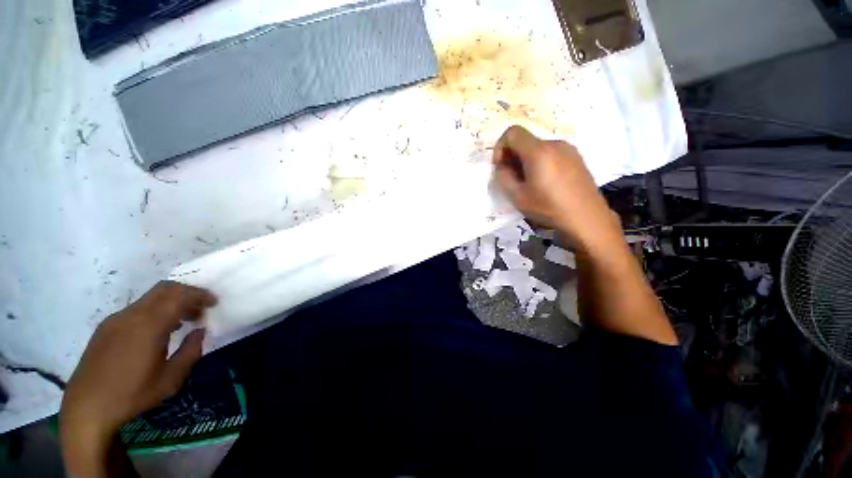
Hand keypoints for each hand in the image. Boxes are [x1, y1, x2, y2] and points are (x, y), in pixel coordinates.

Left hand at [60, 282, 216, 472]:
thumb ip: (190, 351)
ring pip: (150, 297)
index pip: (180, 296)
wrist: (86, 408)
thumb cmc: (132, 395)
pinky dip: (156, 310)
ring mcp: (115, 319)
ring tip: (184, 320)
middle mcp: (131, 315)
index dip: (200, 295)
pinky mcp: (106, 327)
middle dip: (187, 293)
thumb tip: (200, 331)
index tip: (214, 302)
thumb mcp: (170, 379)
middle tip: (201, 308)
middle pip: (165, 289)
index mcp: (148, 325)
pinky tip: (158, 330)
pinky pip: (137, 308)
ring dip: (172, 302)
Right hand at [492, 126, 621, 250]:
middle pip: (525, 140)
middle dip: (512, 156)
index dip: (500, 147)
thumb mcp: (517, 197)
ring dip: (526, 161)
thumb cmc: (549, 208)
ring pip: (537, 148)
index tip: (500, 167)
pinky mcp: (576, 157)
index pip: (512, 132)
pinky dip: (540, 162)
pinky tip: (544, 183)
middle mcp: (554, 143)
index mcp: (539, 151)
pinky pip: (551, 153)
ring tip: (528, 183)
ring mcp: (568, 149)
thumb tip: (502, 167)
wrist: (586, 218)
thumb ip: (503, 178)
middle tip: (512, 179)